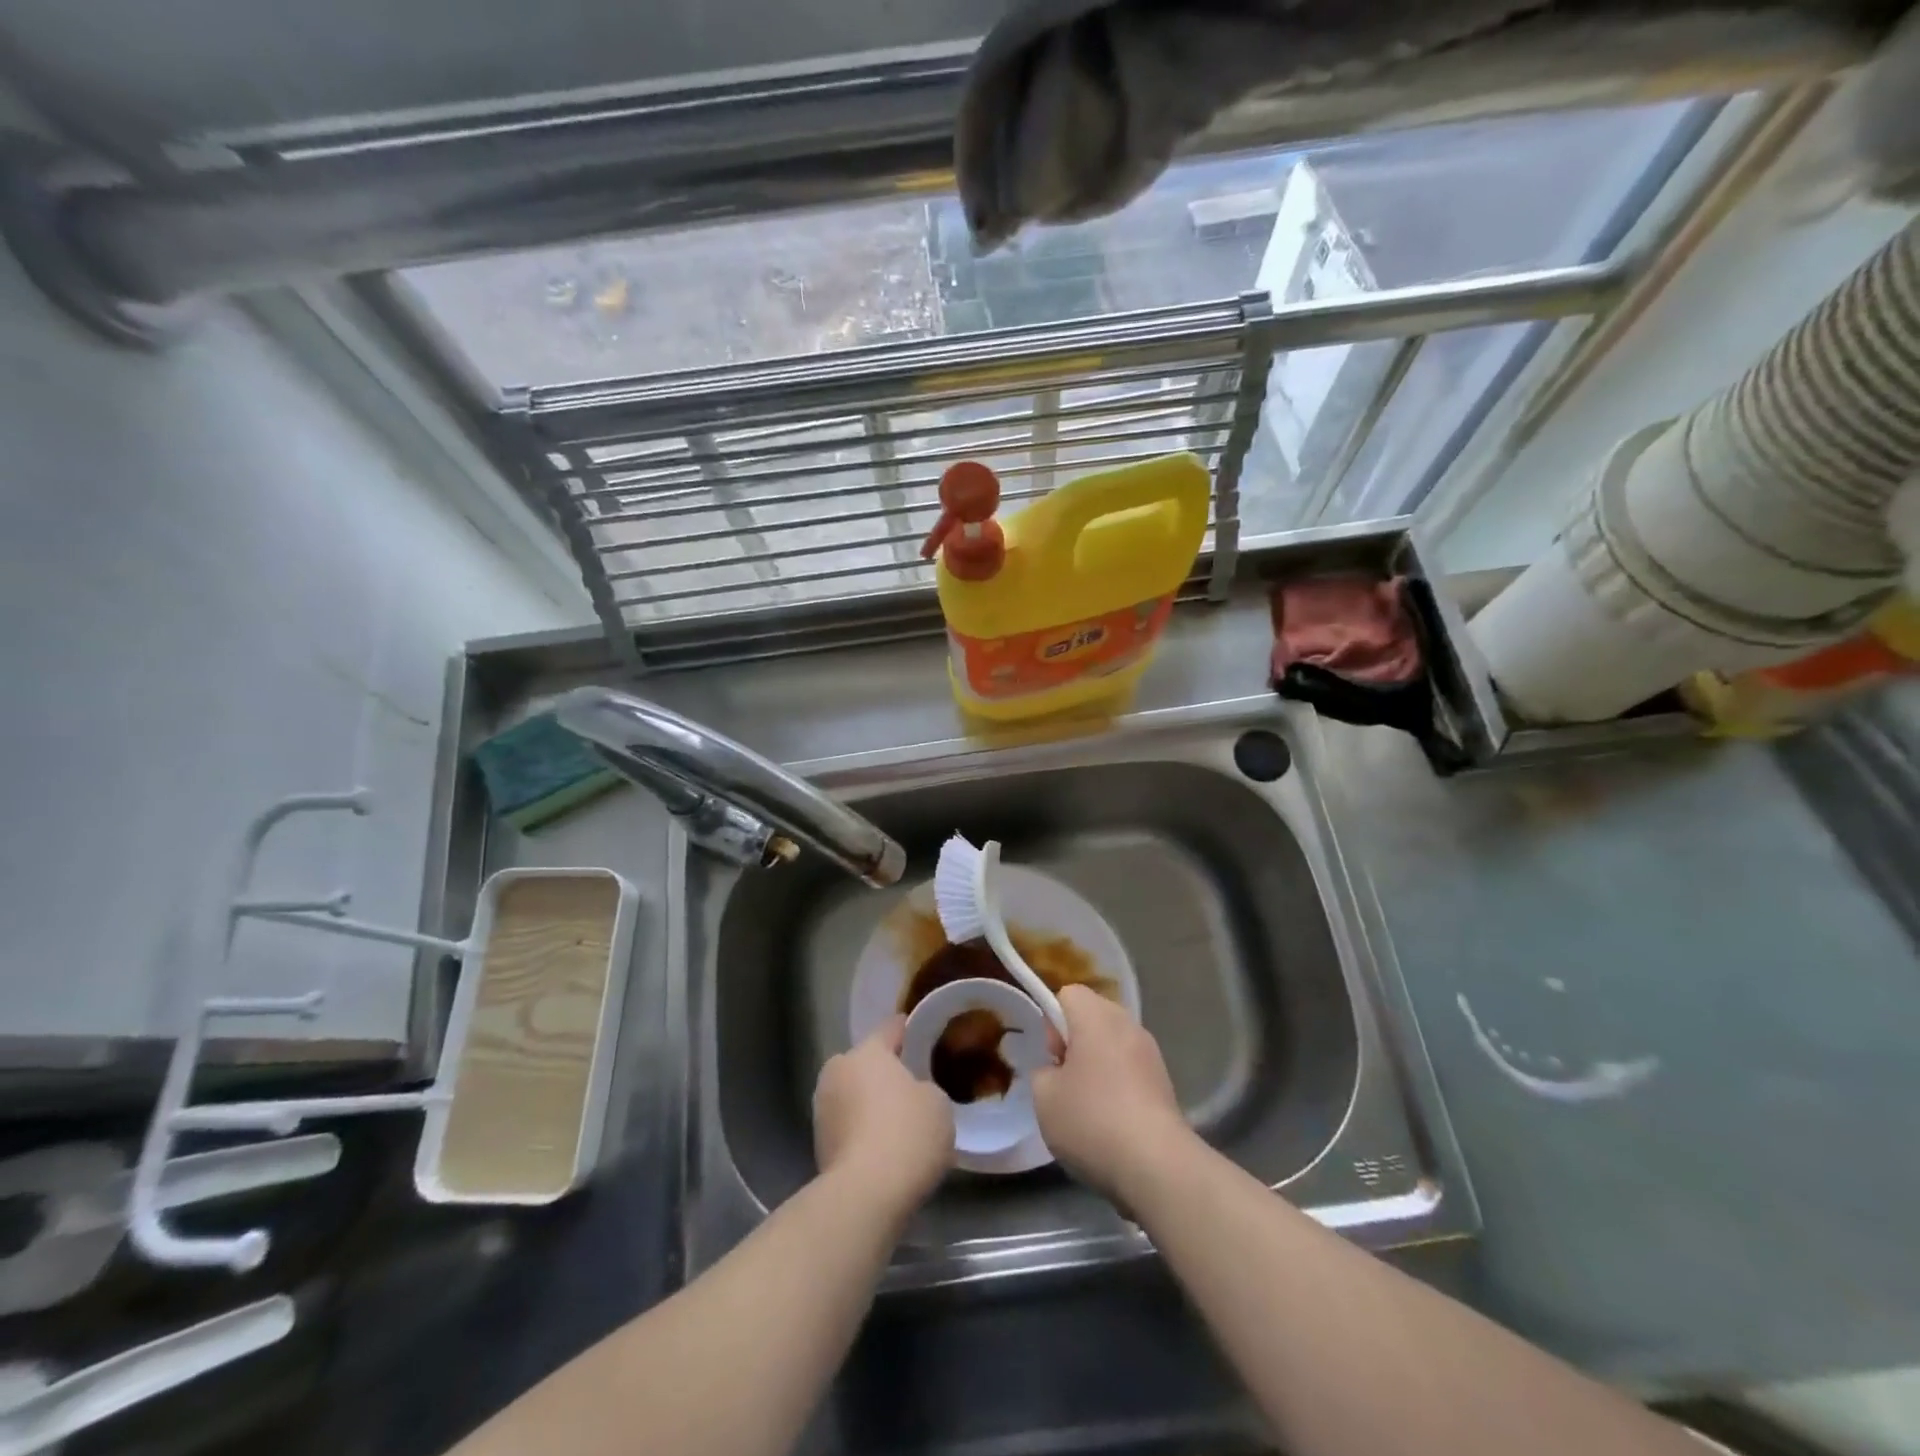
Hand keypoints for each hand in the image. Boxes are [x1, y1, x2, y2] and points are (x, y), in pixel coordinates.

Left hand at [813, 1017, 954, 1220]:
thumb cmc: (907, 1134)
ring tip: (897, 1122)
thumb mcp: (937, 1103)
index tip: (915, 1029)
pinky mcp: (818, 1145)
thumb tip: (912, 1096)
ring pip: (853, 1096)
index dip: (906, 1029)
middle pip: (865, 1063)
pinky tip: (883, 1148)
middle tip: (909, 1084)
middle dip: (883, 1072)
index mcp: (867, 1052)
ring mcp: (823, 1109)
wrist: (865, 1195)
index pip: (889, 1029)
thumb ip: (925, 1089)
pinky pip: (848, 1126)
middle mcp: (838, 1071)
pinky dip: (862, 1132)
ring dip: (869, 1104)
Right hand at [1031, 985, 1192, 1203]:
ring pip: (1113, 1045)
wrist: (1157, 1165)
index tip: (1052, 1056)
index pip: (1068, 994)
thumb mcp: (1044, 1097)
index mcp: (1096, 1016)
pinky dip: (1118, 1086)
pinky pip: (1131, 1070)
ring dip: (1097, 1066)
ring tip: (1087, 1108)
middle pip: (1093, 1017)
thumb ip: (1043, 1072)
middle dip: (1075, 1043)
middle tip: (1064, 1082)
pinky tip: (1111, 1124)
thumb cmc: (1092, 1120)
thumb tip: (1058, 1070)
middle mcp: (1127, 1024)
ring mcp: (1151, 1053)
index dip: (1052, 1021)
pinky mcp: (1165, 1083)